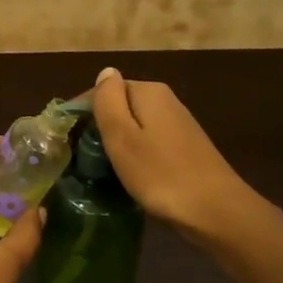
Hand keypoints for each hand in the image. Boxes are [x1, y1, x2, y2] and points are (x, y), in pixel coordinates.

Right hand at [90, 66, 252, 242]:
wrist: (216, 211)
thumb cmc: (160, 173)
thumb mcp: (122, 135)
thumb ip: (108, 99)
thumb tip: (105, 72)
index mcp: (148, 91)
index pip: (103, 90)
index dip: (81, 111)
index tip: (65, 138)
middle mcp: (165, 100)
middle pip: (119, 106)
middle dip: (98, 126)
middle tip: (80, 156)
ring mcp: (177, 124)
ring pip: (134, 125)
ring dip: (116, 141)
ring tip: (99, 167)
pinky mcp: (185, 147)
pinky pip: (148, 141)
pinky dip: (134, 153)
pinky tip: (128, 173)